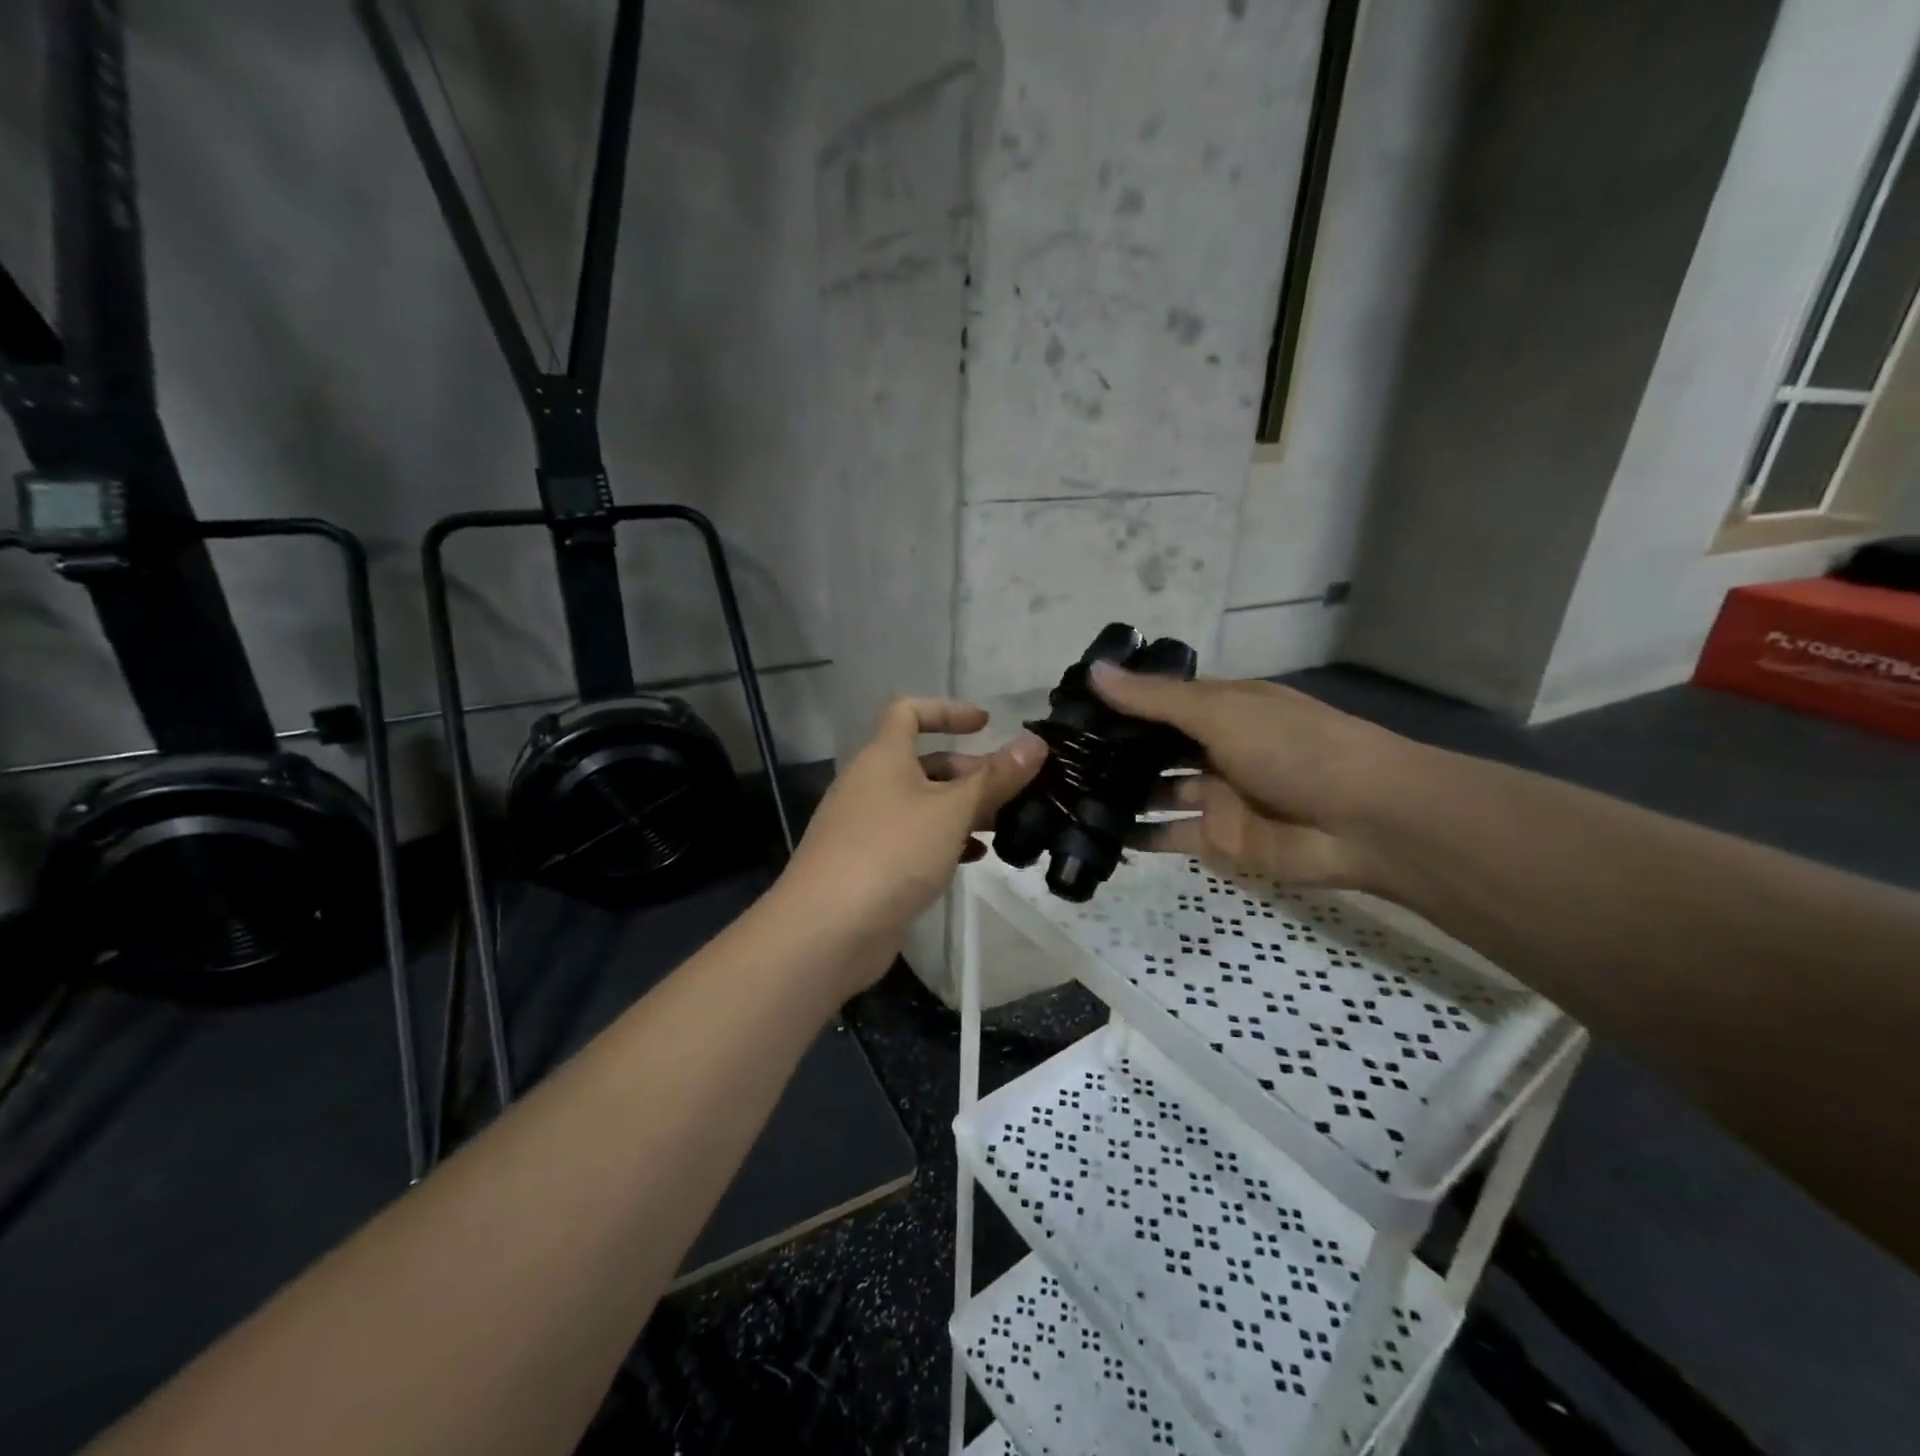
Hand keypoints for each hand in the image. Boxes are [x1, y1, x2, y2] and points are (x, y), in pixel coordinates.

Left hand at [780, 698, 1046, 964]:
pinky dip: (943, 841)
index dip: (947, 710)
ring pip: (921, 805)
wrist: (827, 930)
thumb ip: (995, 778)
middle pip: (923, 763)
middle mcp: (870, 785)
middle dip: (969, 772)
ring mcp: (866, 827)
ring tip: (1004, 826)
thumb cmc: (892, 853)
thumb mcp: (951, 811)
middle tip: (1013, 791)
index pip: (909, 712)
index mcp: (883, 758)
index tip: (986, 725)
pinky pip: (912, 840)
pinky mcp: (869, 865)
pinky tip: (973, 859)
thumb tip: (1035, 743)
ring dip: (961, 810)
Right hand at [1091, 663, 1412, 889]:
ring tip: (1064, 792)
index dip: (1118, 703)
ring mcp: (1214, 796)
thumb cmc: (1293, 748)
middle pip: (1153, 749)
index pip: (1158, 702)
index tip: (1066, 709)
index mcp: (1221, 709)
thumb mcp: (1221, 711)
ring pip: (1155, 793)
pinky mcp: (1216, 840)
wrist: (1364, 821)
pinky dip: (1135, 836)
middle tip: (1054, 757)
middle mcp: (1213, 749)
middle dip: (1111, 752)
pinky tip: (1093, 831)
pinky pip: (1167, 835)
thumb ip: (1155, 699)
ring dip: (1117, 793)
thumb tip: (1094, 672)